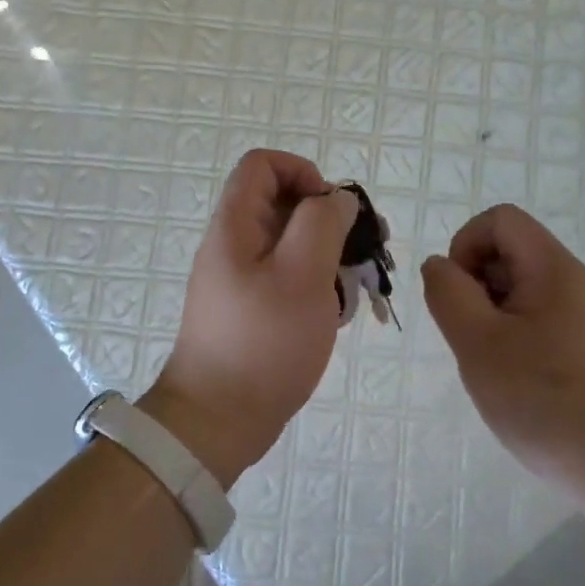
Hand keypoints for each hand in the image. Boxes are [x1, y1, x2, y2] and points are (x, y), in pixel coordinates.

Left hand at [144, 150, 359, 485]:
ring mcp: (241, 280)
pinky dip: (316, 286)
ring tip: (359, 285)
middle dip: (329, 219)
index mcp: (235, 226)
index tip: (333, 209)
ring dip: (329, 256)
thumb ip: (322, 224)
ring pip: (291, 245)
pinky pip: (288, 279)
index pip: (262, 165)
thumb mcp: (301, 274)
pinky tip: (337, 313)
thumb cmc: (263, 342)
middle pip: (282, 205)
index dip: (303, 172)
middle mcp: (234, 246)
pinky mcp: (252, 310)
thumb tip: (337, 198)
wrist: (218, 420)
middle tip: (366, 249)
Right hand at [421, 204, 584, 486]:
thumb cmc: (541, 398)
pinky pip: (530, 315)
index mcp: (551, 267)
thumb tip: (439, 266)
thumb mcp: (477, 341)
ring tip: (489, 361)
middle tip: (471, 336)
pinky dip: (506, 333)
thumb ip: (447, 292)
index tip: (459, 296)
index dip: (465, 245)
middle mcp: (569, 279)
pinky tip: (509, 375)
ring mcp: (577, 312)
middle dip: (473, 283)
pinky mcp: (578, 342)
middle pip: (506, 250)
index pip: (498, 220)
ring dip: (486, 313)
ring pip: (513, 286)